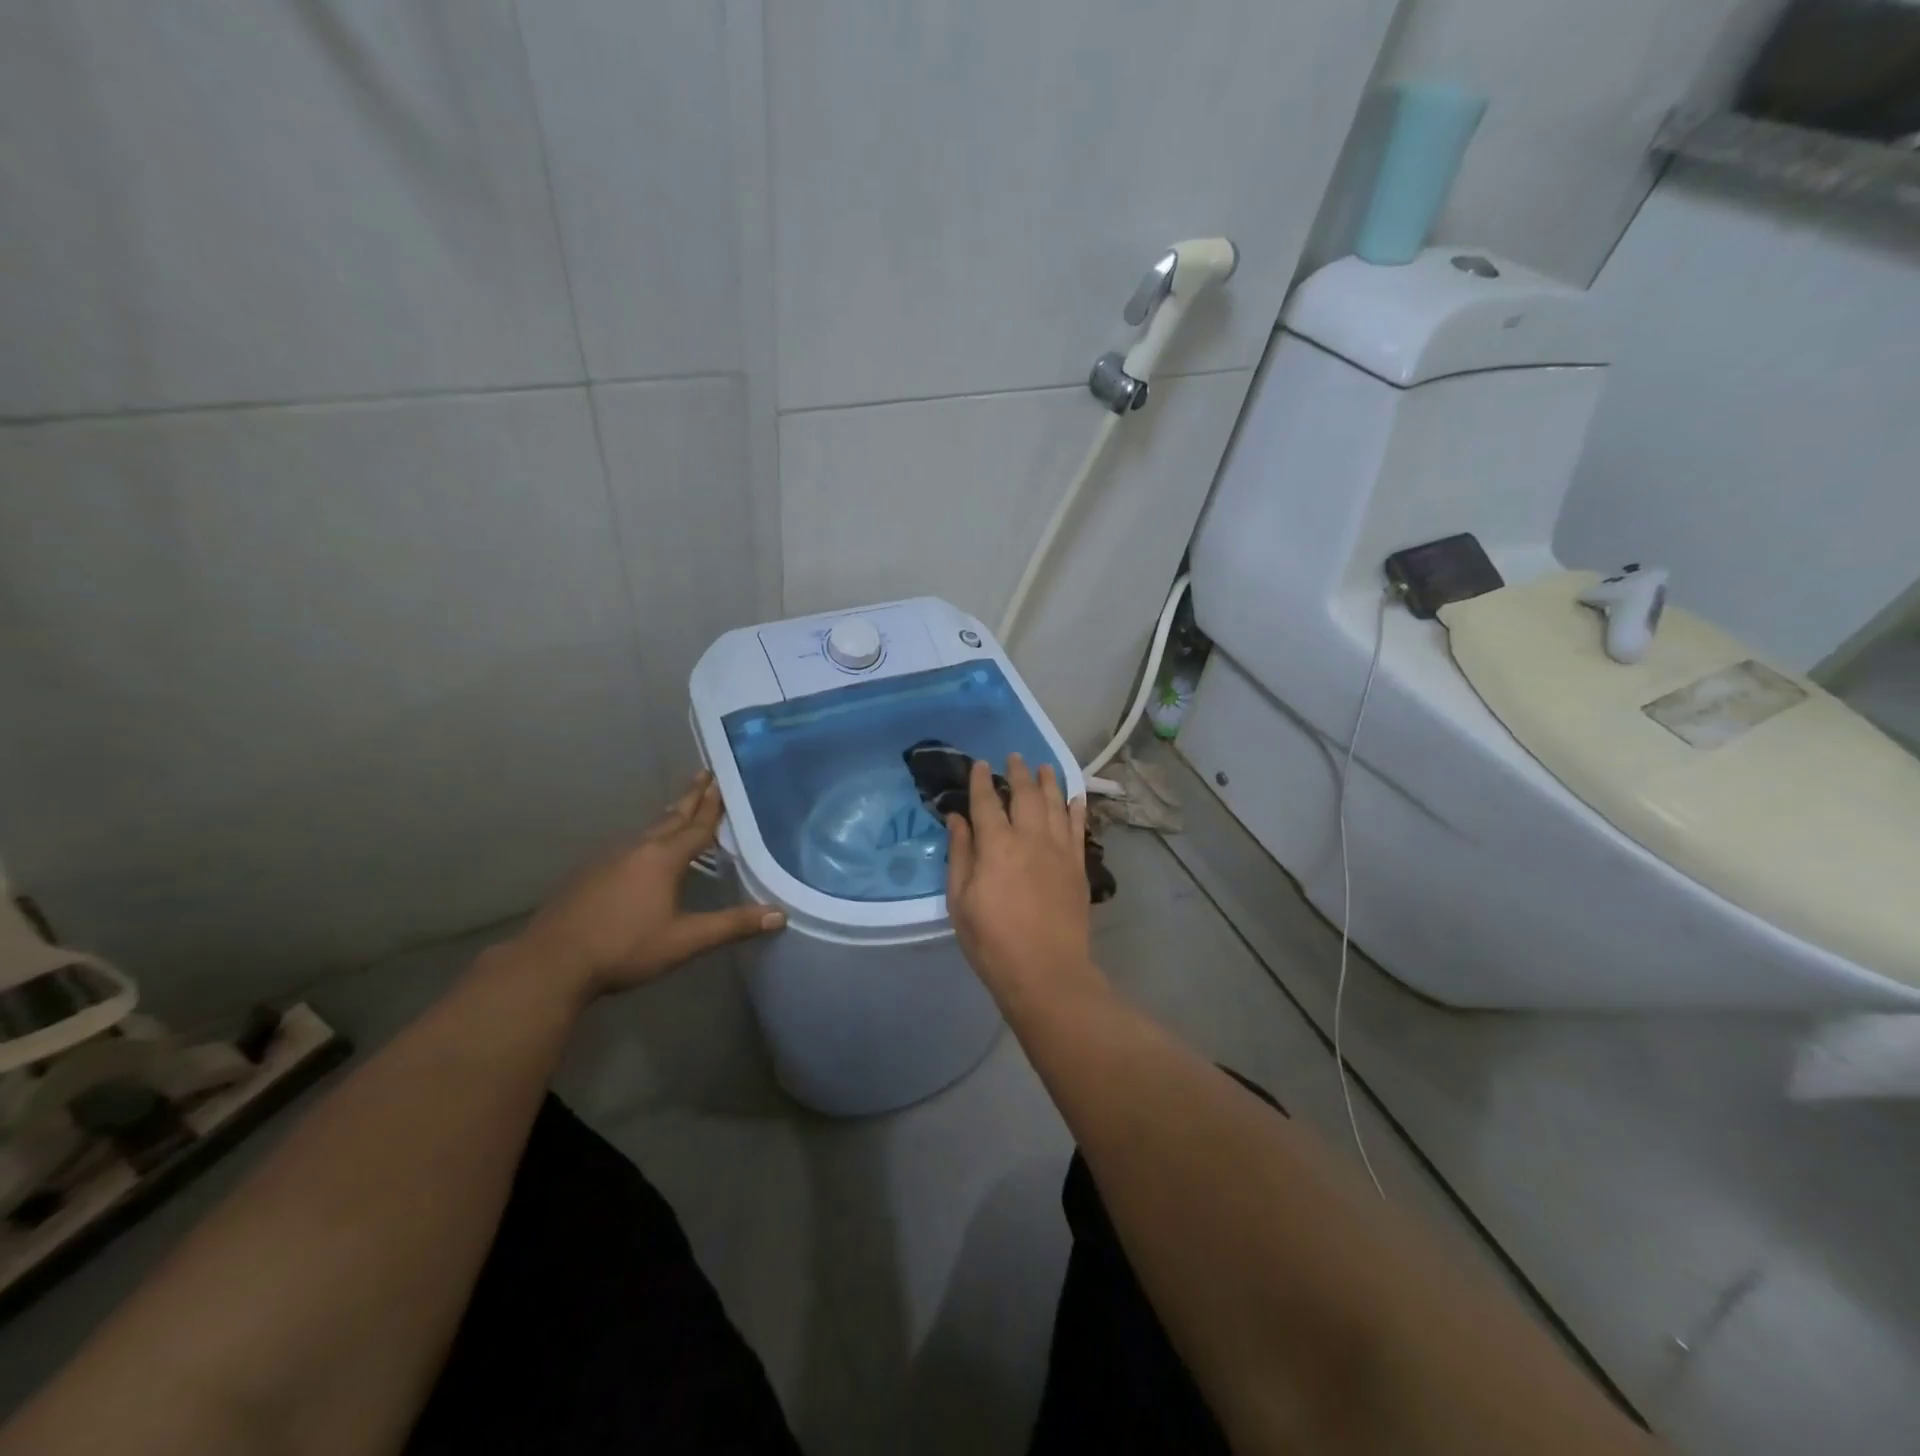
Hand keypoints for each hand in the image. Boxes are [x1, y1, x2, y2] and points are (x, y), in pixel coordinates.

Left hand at [511, 771, 784, 998]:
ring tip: (681, 808)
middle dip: (690, 797)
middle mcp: (637, 849)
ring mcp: (609, 858)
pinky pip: (629, 845)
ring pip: (648, 830)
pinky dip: (647, 838)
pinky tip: (644, 850)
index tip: (722, 779)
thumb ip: (732, 925)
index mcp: (663, 859)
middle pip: (671, 817)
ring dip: (668, 816)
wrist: (551, 963)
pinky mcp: (589, 872)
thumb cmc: (624, 948)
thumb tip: (779, 915)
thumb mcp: (685, 940)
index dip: (713, 805)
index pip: (697, 826)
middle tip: (704, 773)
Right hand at [944, 754, 1102, 1006]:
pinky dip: (1076, 808)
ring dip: (1048, 782)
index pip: (987, 802)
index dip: (982, 780)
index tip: (980, 764)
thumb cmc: (992, 941)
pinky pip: (1078, 827)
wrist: (1046, 971)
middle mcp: (1030, 838)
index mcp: (996, 846)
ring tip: (1044, 767)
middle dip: (1018, 772)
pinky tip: (1074, 797)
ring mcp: (1059, 850)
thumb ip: (960, 855)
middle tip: (1014, 757)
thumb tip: (957, 819)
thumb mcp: (960, 901)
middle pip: (1025, 794)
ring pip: (1055, 804)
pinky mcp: (1078, 866)